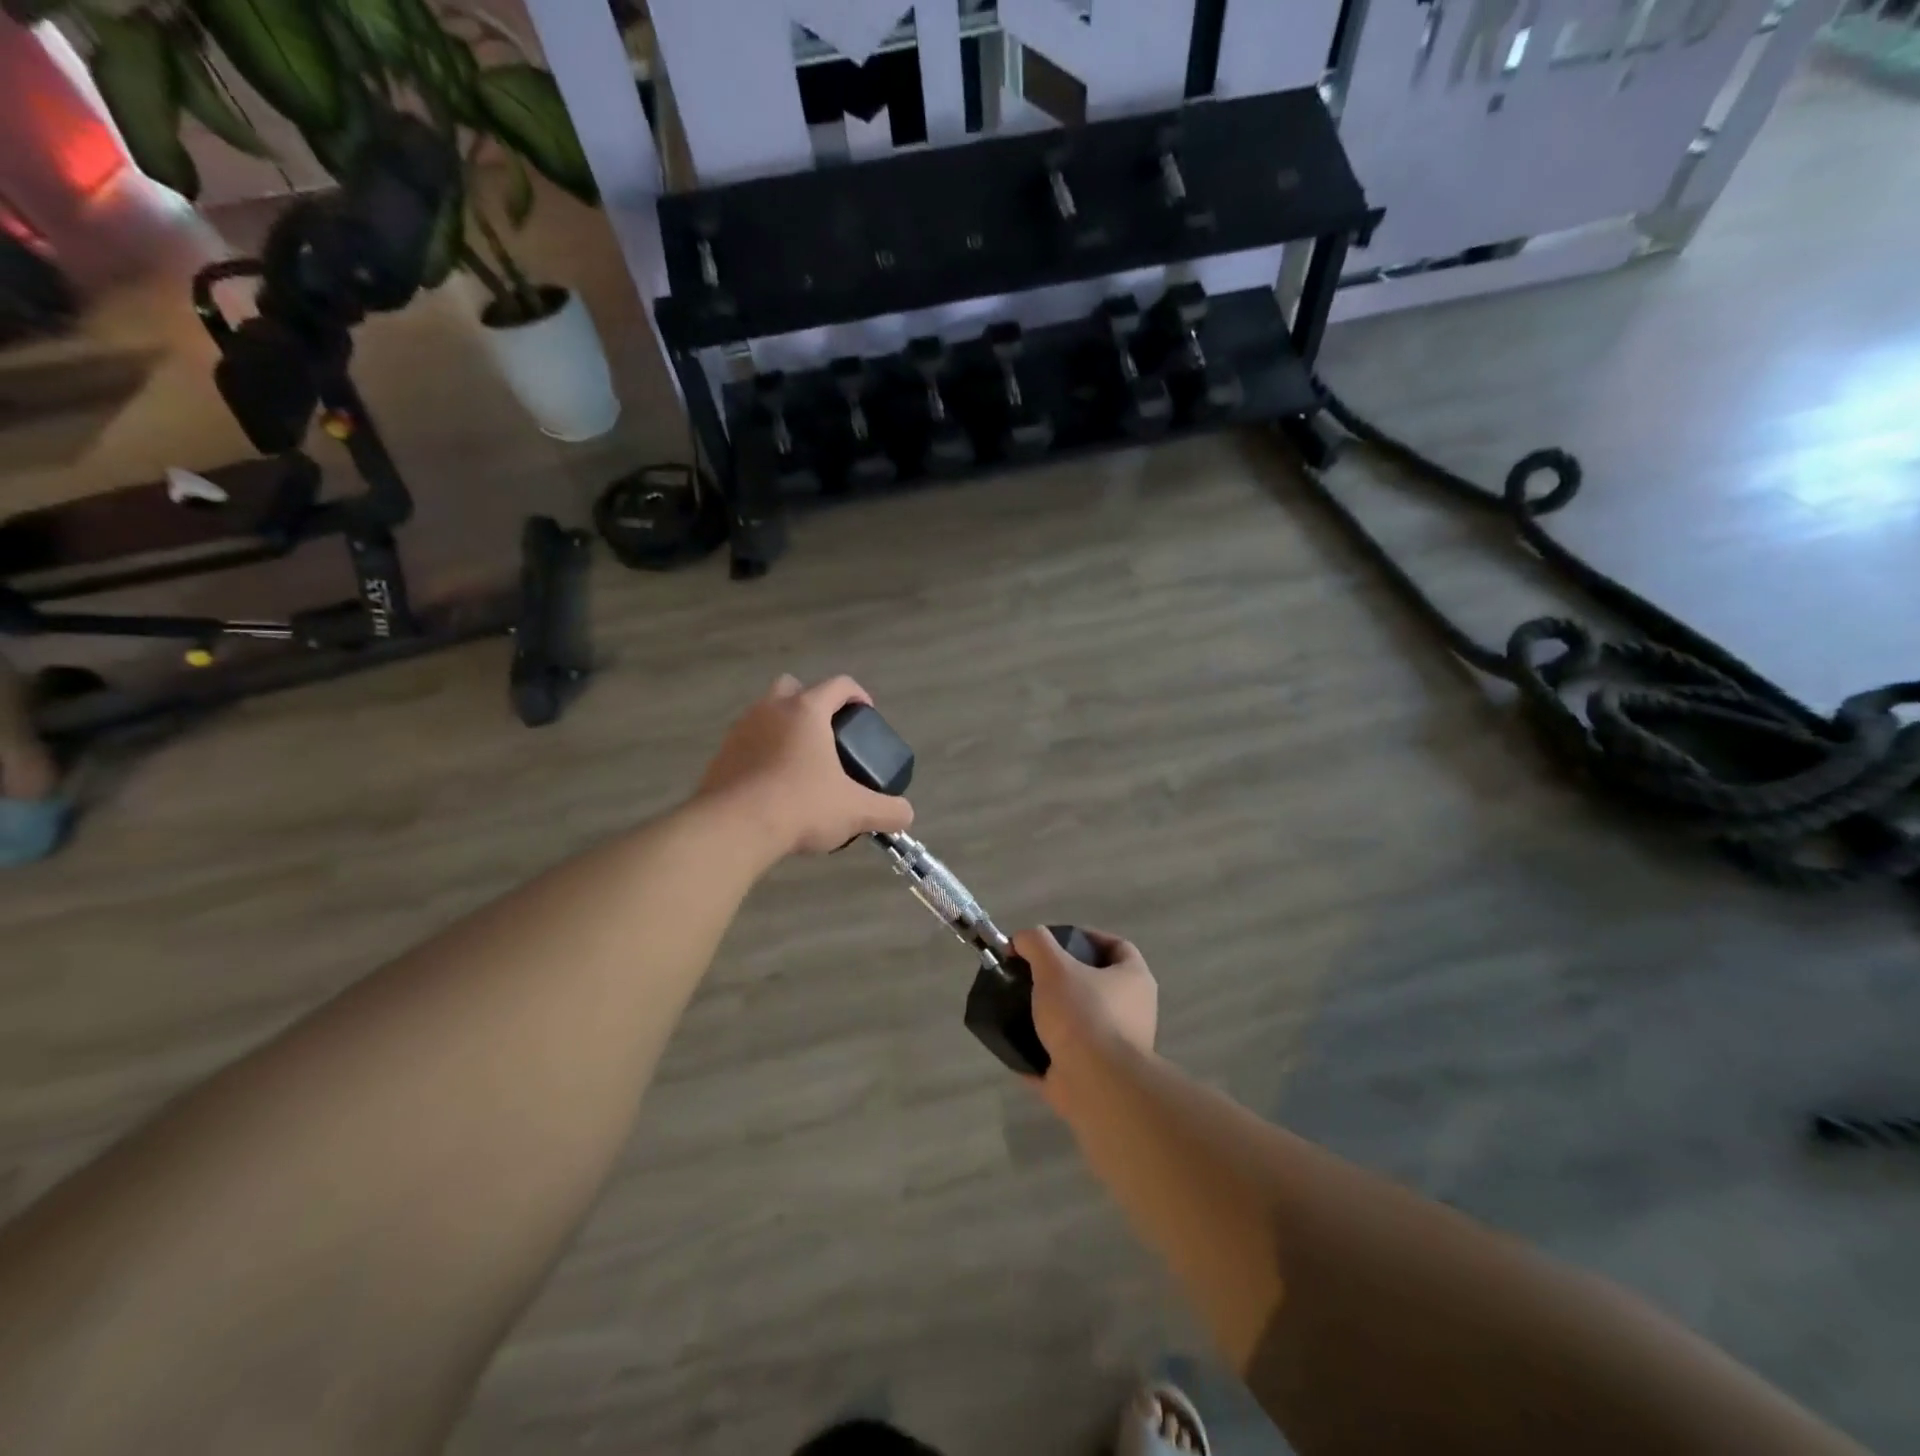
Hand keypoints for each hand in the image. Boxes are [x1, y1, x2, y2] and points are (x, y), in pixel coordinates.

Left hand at [697, 675, 913, 856]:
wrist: (733, 828)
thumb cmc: (801, 806)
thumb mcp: (855, 811)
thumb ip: (887, 811)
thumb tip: (906, 815)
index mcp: (806, 711)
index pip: (839, 685)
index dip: (858, 695)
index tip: (866, 714)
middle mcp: (771, 710)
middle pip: (793, 687)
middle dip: (812, 703)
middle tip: (827, 734)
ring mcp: (740, 730)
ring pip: (765, 714)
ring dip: (783, 728)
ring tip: (800, 764)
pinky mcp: (720, 756)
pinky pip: (747, 743)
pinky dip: (761, 754)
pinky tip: (772, 785)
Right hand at [1018, 926, 1157, 1083]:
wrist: (1096, 1085)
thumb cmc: (1083, 1015)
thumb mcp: (1054, 967)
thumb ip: (1037, 944)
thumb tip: (1022, 938)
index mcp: (1135, 980)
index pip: (1116, 946)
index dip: (1087, 938)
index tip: (1055, 941)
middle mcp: (1134, 1012)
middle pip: (1097, 985)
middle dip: (1064, 978)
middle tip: (1033, 974)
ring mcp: (1117, 1048)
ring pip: (1080, 1022)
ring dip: (1053, 1016)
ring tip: (1020, 1006)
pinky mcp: (1097, 1077)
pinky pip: (1065, 1056)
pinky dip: (1043, 1050)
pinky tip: (1017, 1042)